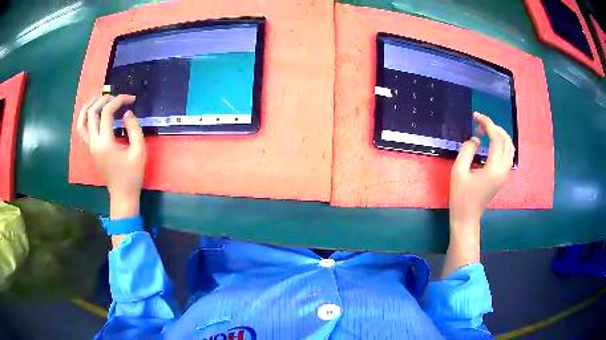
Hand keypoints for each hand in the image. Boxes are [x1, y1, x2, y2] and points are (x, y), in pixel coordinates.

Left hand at [76, 95, 145, 220]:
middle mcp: (94, 143)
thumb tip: (127, 112)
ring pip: (81, 122)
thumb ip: (134, 128)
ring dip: (88, 107)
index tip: (131, 99)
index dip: (119, 101)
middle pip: (92, 113)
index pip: (107, 113)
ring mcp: (90, 148)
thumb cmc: (132, 174)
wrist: (122, 194)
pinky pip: (82, 131)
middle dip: (103, 100)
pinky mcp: (90, 151)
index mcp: (105, 143)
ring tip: (97, 98)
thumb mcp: (139, 151)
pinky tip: (92, 114)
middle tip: (116, 97)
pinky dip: (84, 119)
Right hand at [449, 112, 513, 227]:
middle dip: (494, 127)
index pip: (496, 139)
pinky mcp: (502, 177)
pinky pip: (507, 155)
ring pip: (510, 148)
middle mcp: (503, 170)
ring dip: (500, 135)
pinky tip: (491, 143)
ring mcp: (504, 174)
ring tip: (486, 131)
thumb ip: (467, 150)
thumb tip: (476, 139)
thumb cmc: (460, 197)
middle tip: (480, 123)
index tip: (475, 116)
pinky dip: (501, 144)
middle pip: (506, 141)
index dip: (487, 124)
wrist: (466, 218)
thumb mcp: (458, 171)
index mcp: (494, 168)